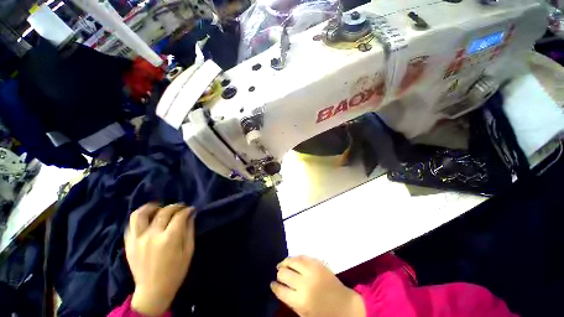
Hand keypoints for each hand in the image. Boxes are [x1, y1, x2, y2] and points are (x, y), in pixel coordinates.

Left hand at [124, 203, 195, 315]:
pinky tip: (147, 218)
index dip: (187, 210)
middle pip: (164, 212)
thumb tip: (191, 215)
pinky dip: (140, 217)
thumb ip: (189, 230)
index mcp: (169, 238)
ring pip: (140, 214)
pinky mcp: (129, 244)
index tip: (191, 209)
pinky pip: (131, 225)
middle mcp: (152, 235)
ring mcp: (137, 239)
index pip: (179, 215)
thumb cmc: (175, 271)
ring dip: (151, 207)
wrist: (152, 290)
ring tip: (158, 207)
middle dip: (175, 206)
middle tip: (180, 208)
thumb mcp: (188, 251)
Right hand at [271, 256, 365, 316]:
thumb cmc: (324, 314)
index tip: (272, 284)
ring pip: (292, 261)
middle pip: (284, 274)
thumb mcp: (304, 313)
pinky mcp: (318, 263)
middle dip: (279, 274)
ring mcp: (311, 271)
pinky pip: (303, 256)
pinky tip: (293, 260)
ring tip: (282, 264)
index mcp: (299, 300)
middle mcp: (304, 283)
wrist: (344, 305)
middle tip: (279, 274)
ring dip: (285, 262)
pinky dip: (296, 258)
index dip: (274, 286)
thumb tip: (281, 288)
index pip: (280, 290)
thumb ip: (291, 301)